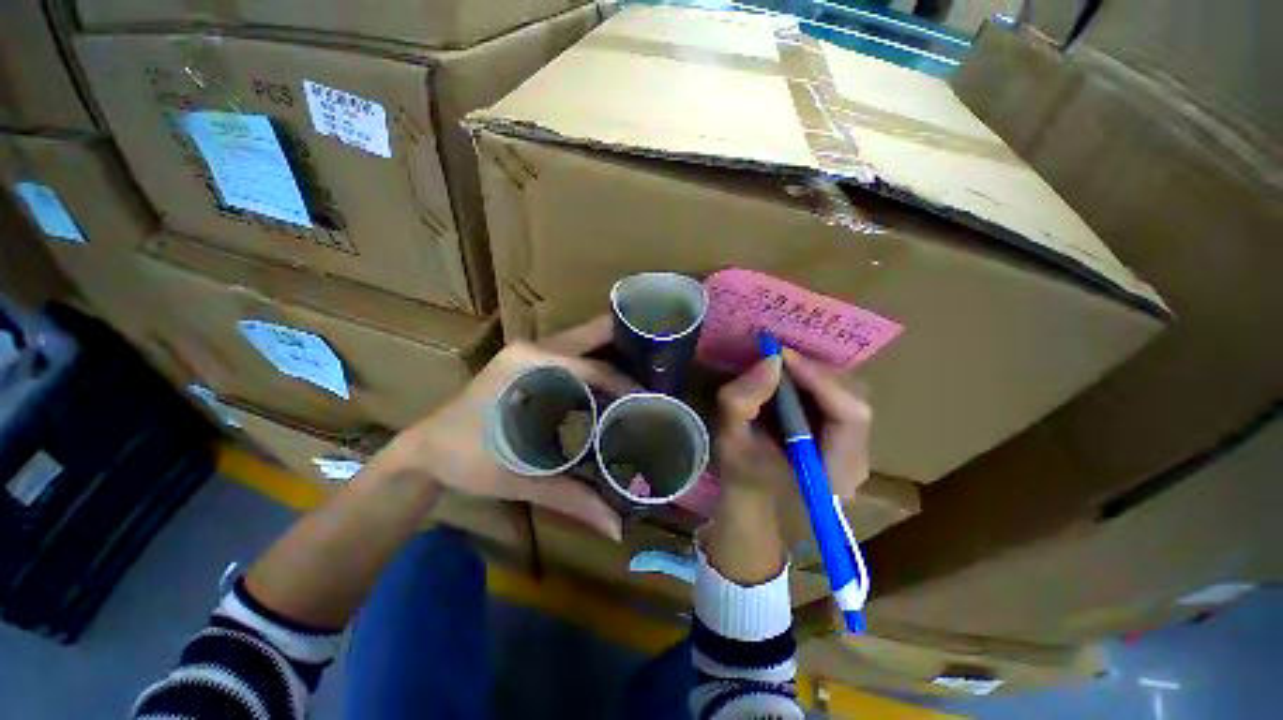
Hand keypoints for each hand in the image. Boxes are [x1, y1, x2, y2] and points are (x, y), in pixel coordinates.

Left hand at [376, 316, 632, 539]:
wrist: (425, 451)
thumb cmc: (464, 458)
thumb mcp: (518, 478)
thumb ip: (570, 498)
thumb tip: (616, 527)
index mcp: (528, 364)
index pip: (591, 368)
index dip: (625, 383)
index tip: (653, 400)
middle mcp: (532, 349)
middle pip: (592, 337)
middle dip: (629, 344)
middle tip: (661, 364)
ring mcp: (531, 353)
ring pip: (585, 344)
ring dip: (616, 355)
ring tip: (649, 371)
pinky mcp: (531, 364)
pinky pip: (575, 357)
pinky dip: (599, 367)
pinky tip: (618, 385)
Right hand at [716, 348, 871, 503]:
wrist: (751, 496)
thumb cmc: (740, 473)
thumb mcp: (729, 438)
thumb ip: (742, 400)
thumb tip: (771, 361)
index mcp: (834, 473)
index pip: (849, 415)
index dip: (819, 379)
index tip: (783, 355)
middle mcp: (857, 461)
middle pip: (854, 400)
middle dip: (816, 373)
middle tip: (780, 358)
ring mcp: (856, 450)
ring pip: (849, 396)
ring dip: (815, 376)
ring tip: (784, 367)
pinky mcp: (847, 439)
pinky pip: (840, 400)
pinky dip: (815, 384)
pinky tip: (792, 381)